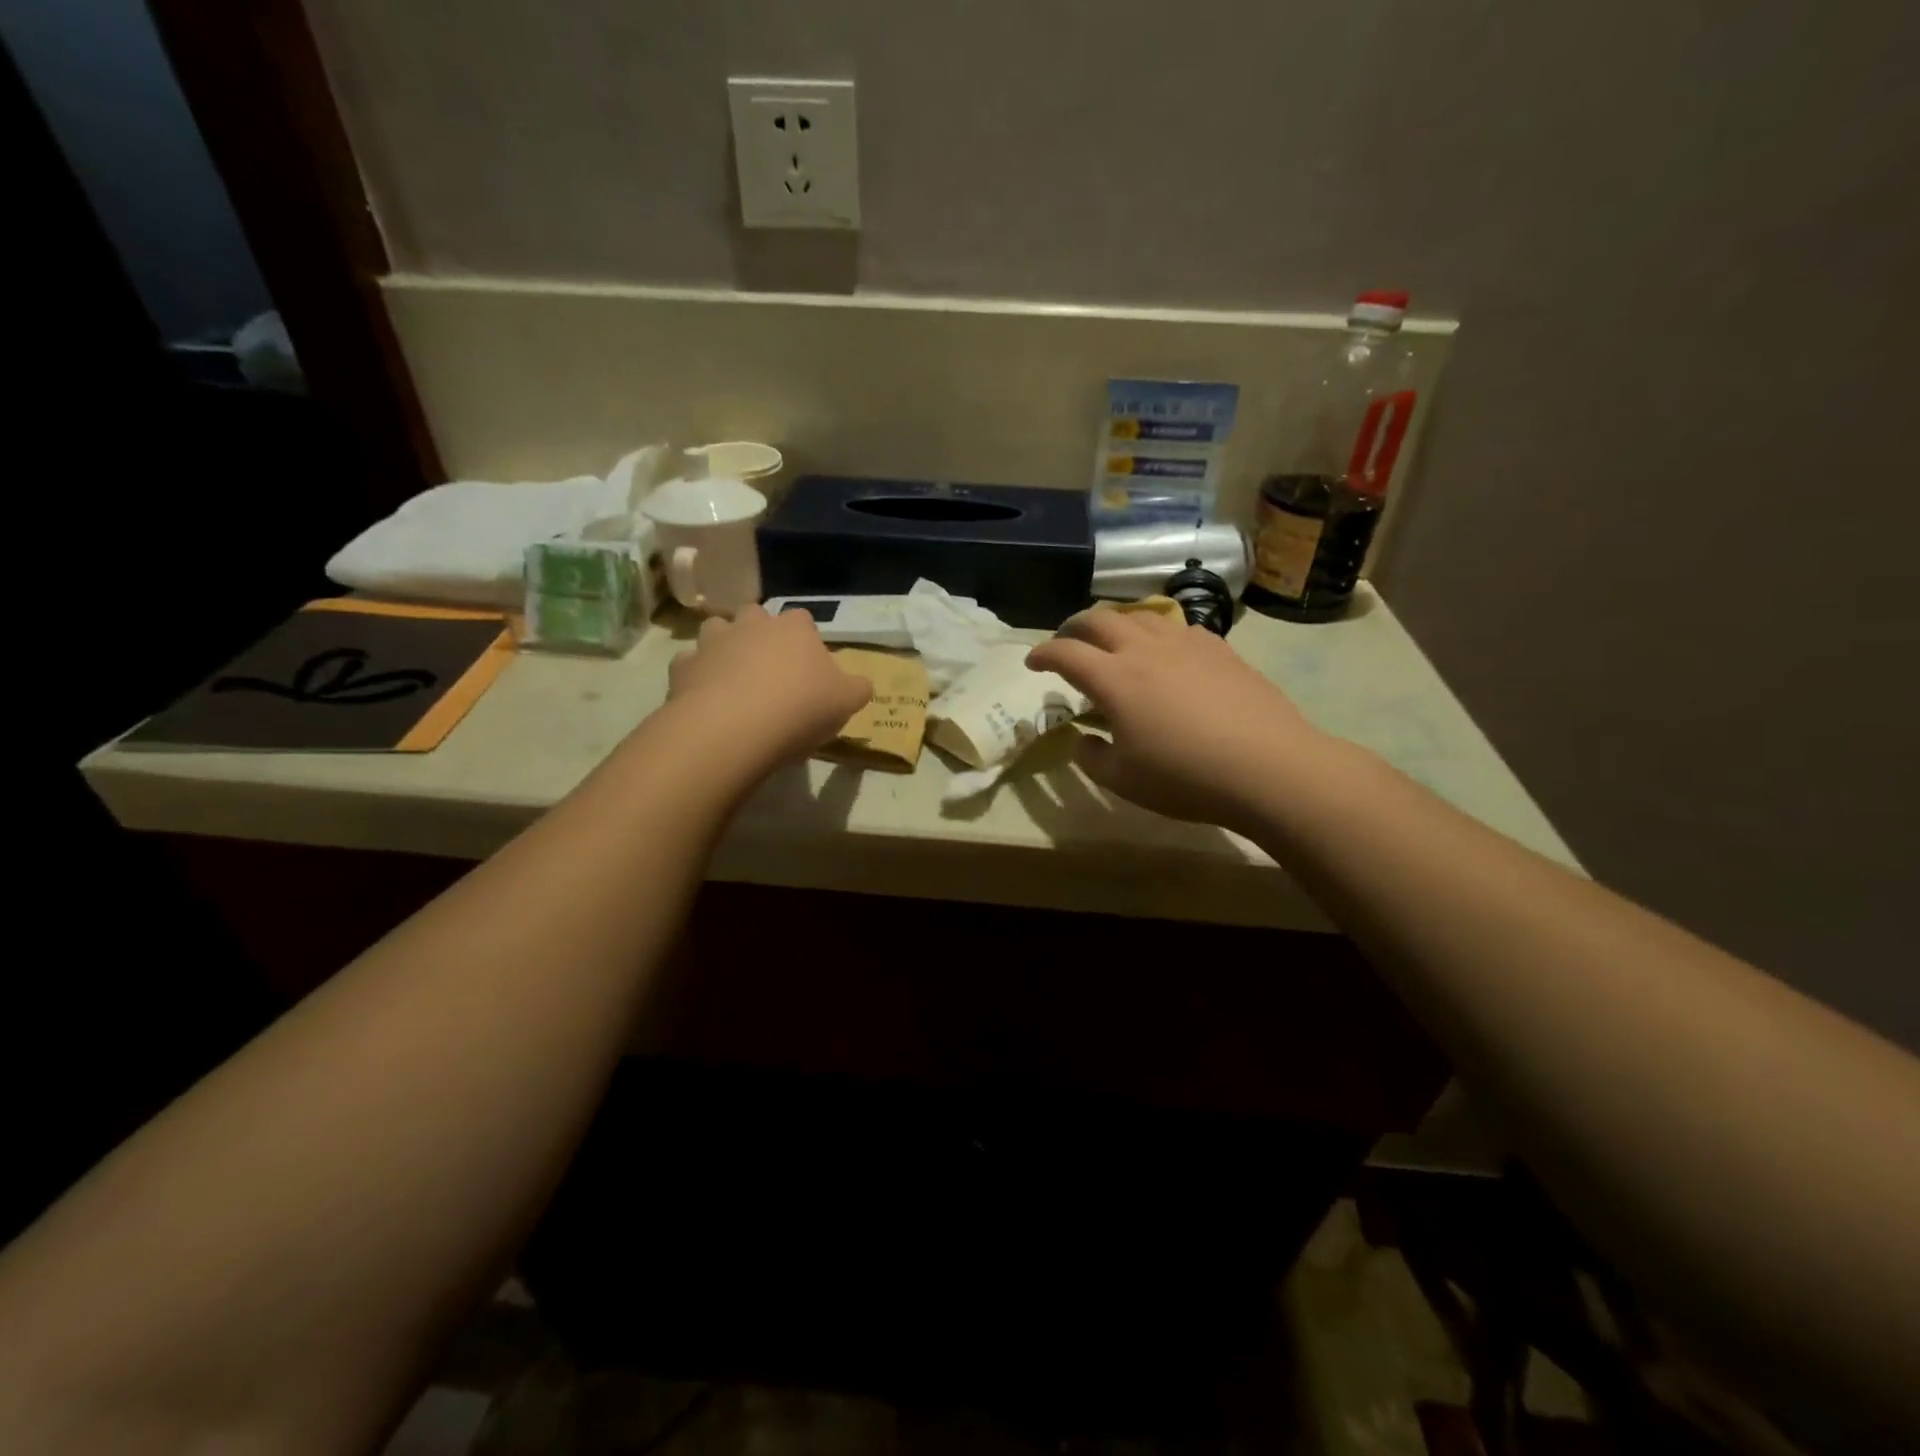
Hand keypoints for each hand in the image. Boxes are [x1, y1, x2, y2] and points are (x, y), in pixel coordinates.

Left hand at [667, 604, 871, 769]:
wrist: (734, 728)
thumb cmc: (800, 707)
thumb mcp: (847, 702)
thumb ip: (857, 688)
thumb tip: (861, 684)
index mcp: (794, 628)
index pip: (803, 620)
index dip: (806, 641)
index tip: (809, 667)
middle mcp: (751, 624)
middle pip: (755, 616)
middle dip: (760, 635)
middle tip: (770, 669)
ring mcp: (712, 642)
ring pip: (716, 631)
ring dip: (724, 647)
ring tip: (733, 679)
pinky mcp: (682, 667)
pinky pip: (690, 665)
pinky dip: (697, 677)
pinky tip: (706, 700)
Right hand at [1026, 609, 1327, 830]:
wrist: (1267, 767)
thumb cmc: (1185, 778)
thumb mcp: (1124, 780)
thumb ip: (1091, 757)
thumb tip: (1081, 739)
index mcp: (1114, 679)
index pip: (1065, 653)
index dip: (1043, 654)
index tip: (1033, 663)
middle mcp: (1145, 650)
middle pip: (1099, 619)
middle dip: (1073, 626)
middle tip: (1066, 641)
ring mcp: (1185, 644)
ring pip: (1140, 615)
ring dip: (1116, 622)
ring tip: (1113, 640)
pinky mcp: (1219, 649)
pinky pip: (1178, 627)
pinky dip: (1157, 633)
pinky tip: (1166, 652)